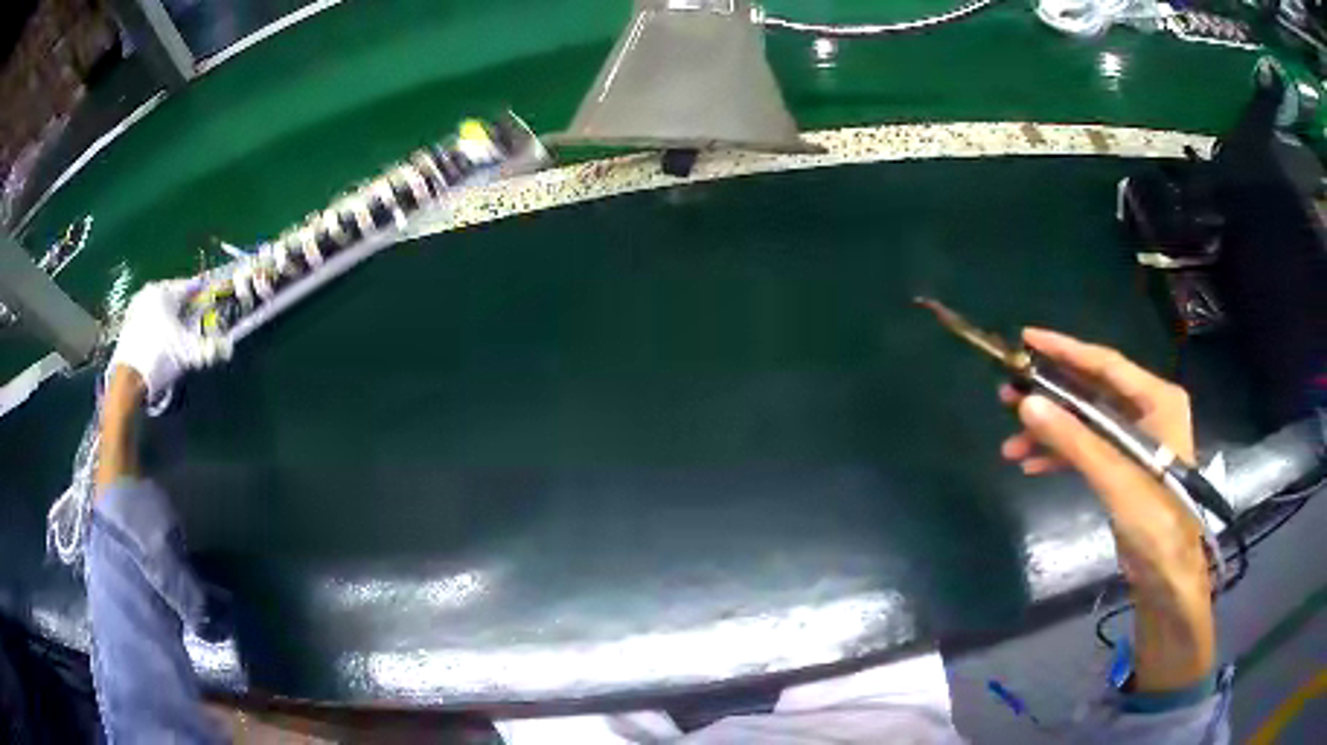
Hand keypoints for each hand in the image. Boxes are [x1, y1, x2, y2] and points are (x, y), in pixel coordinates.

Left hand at [108, 279, 230, 405]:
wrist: (129, 380)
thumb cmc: (159, 357)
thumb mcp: (188, 353)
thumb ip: (209, 349)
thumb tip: (229, 348)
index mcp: (165, 291)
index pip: (189, 286)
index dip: (202, 293)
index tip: (211, 299)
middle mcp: (149, 292)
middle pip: (173, 296)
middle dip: (185, 307)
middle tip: (195, 319)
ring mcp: (136, 307)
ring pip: (160, 307)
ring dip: (170, 317)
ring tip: (178, 333)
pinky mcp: (128, 324)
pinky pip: (149, 318)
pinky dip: (158, 326)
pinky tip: (162, 342)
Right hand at [998, 328, 1213, 691]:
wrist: (1168, 576)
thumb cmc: (1155, 521)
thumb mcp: (1115, 477)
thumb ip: (1073, 440)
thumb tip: (1026, 403)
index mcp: (1156, 399)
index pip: (1106, 365)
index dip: (1066, 350)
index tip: (1027, 338)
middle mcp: (1146, 412)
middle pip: (1092, 392)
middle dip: (1051, 396)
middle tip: (1009, 394)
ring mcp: (1134, 441)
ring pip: (1086, 424)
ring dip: (1051, 434)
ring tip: (1012, 443)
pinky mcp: (1123, 468)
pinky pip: (1088, 450)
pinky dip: (1062, 456)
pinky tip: (1032, 466)